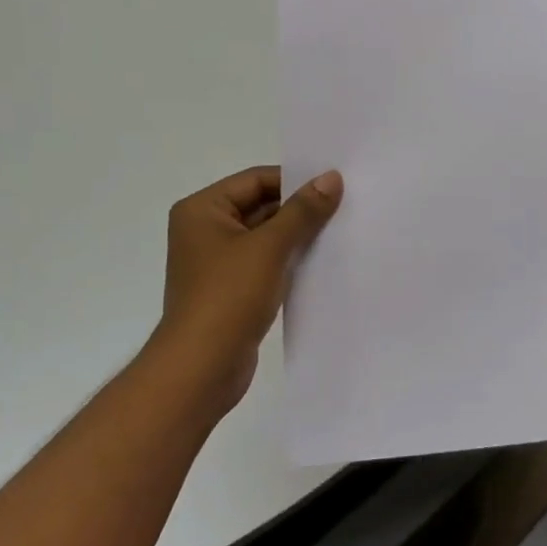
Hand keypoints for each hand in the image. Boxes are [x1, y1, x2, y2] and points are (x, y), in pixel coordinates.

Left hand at [149, 166, 343, 415]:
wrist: (202, 368)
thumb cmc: (228, 297)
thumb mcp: (269, 247)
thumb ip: (302, 211)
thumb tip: (331, 177)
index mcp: (203, 210)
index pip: (256, 180)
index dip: (295, 180)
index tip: (335, 184)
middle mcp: (205, 230)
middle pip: (261, 206)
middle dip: (299, 209)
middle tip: (345, 207)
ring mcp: (217, 262)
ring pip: (266, 237)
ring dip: (298, 236)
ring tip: (340, 232)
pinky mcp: (232, 289)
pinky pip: (266, 263)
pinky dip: (290, 260)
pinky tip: (321, 262)